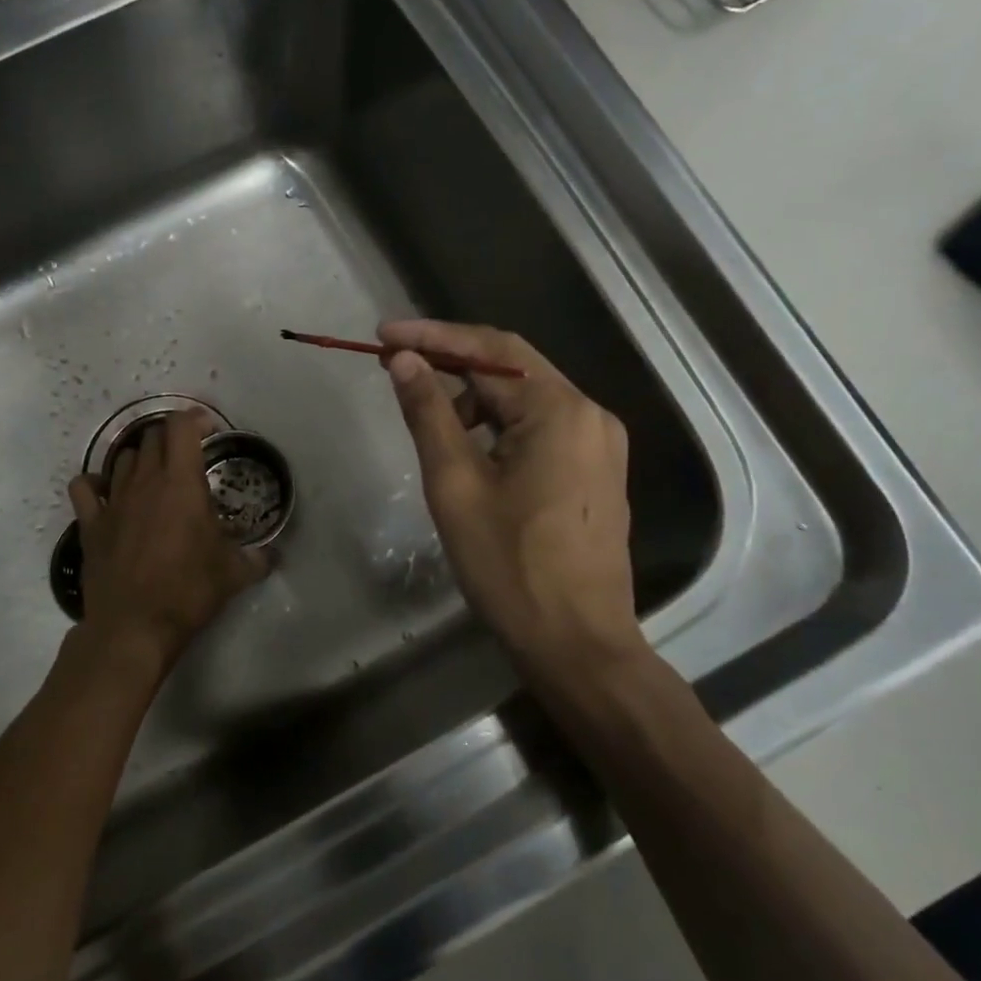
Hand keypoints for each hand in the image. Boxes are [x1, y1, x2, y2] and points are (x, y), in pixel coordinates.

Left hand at [67, 410, 269, 680]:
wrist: (133, 626)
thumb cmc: (187, 592)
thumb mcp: (233, 575)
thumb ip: (257, 559)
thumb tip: (274, 555)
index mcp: (181, 483)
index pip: (181, 427)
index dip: (195, 419)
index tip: (209, 430)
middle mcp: (144, 481)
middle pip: (152, 437)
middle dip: (171, 439)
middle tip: (187, 458)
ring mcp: (113, 500)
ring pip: (123, 458)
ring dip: (140, 459)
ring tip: (154, 477)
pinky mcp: (90, 523)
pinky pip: (84, 487)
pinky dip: (95, 483)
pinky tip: (107, 494)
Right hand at [379, 320, 644, 672]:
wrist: (577, 644)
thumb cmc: (509, 566)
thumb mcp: (455, 484)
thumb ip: (429, 413)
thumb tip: (405, 361)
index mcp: (559, 410)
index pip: (490, 349)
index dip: (432, 337)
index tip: (382, 336)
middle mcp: (589, 414)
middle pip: (511, 369)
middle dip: (450, 363)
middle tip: (395, 368)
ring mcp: (598, 445)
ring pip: (525, 400)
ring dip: (473, 399)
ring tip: (430, 423)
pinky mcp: (595, 471)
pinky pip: (540, 428)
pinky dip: (498, 427)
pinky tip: (468, 451)